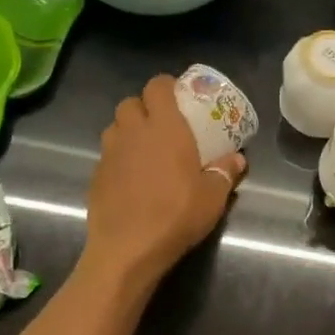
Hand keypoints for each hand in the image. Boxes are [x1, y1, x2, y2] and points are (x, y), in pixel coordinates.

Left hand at [83, 75, 245, 287]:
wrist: (128, 249)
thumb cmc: (176, 215)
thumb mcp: (213, 197)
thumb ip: (226, 173)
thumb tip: (239, 159)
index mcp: (164, 127)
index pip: (157, 87)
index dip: (167, 86)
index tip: (179, 96)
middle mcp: (132, 132)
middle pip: (131, 102)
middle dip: (144, 107)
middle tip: (162, 125)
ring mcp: (109, 153)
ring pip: (115, 127)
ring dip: (128, 131)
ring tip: (145, 150)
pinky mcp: (95, 176)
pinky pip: (107, 155)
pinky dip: (119, 158)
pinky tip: (132, 178)